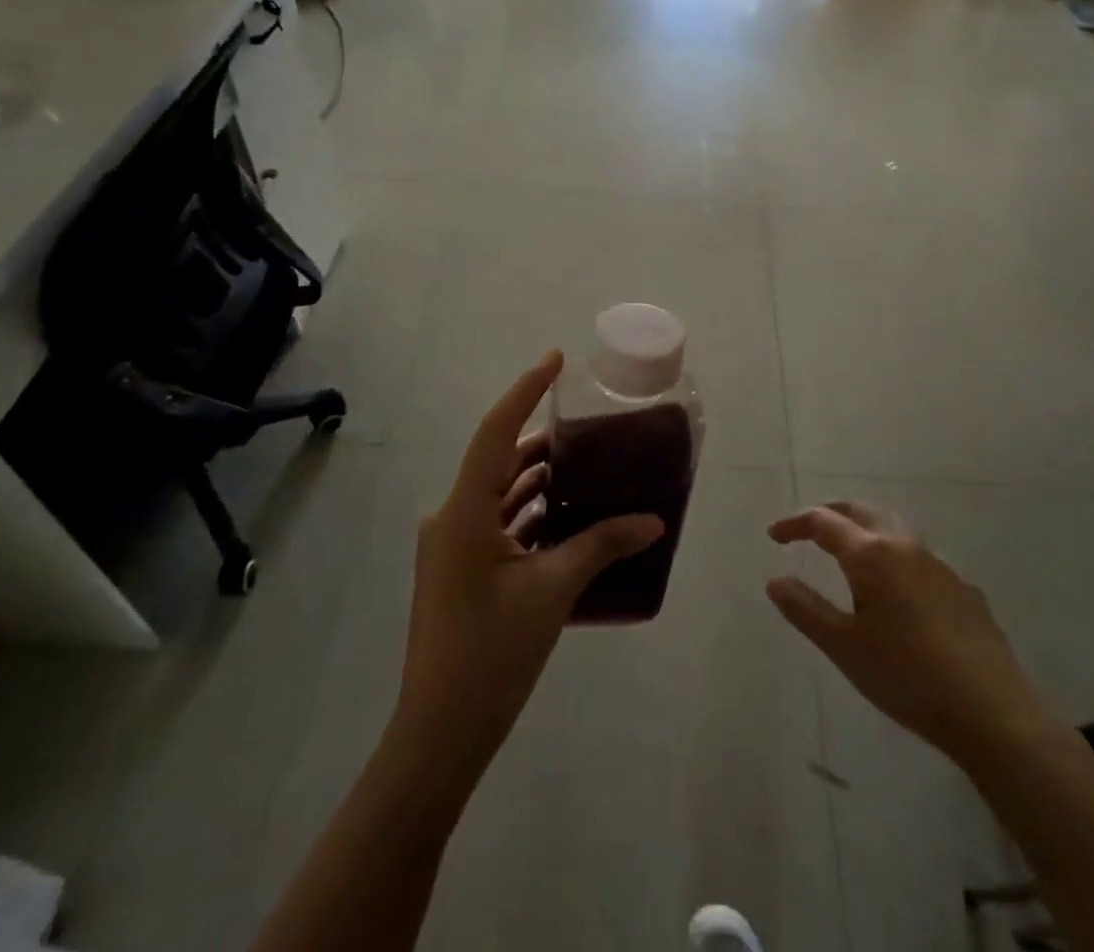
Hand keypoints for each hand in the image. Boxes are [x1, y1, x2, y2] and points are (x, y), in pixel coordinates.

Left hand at [395, 351, 664, 775]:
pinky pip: (499, 523)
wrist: (440, 734)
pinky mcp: (461, 569)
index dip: (526, 390)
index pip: (497, 431)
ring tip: (587, 463)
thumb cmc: (491, 654)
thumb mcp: (553, 591)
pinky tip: (568, 514)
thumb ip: (602, 545)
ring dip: (538, 479)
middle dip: (542, 440)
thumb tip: (654, 520)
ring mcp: (454, 545)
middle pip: (499, 460)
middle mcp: (452, 517)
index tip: (555, 359)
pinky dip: (531, 512)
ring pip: (500, 493)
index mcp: (464, 511)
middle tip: (588, 423)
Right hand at [766, 502, 1048, 773]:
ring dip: (863, 530)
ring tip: (847, 552)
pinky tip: (896, 590)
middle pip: (860, 511)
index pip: (823, 522)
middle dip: (830, 514)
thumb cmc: (906, 676)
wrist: (991, 712)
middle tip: (806, 529)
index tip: (774, 536)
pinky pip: (918, 557)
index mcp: (871, 554)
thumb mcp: (844, 647)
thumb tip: (775, 580)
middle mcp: (904, 546)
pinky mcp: (962, 588)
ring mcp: (939, 565)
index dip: (795, 524)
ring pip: (892, 529)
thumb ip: (805, 609)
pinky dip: (893, 556)